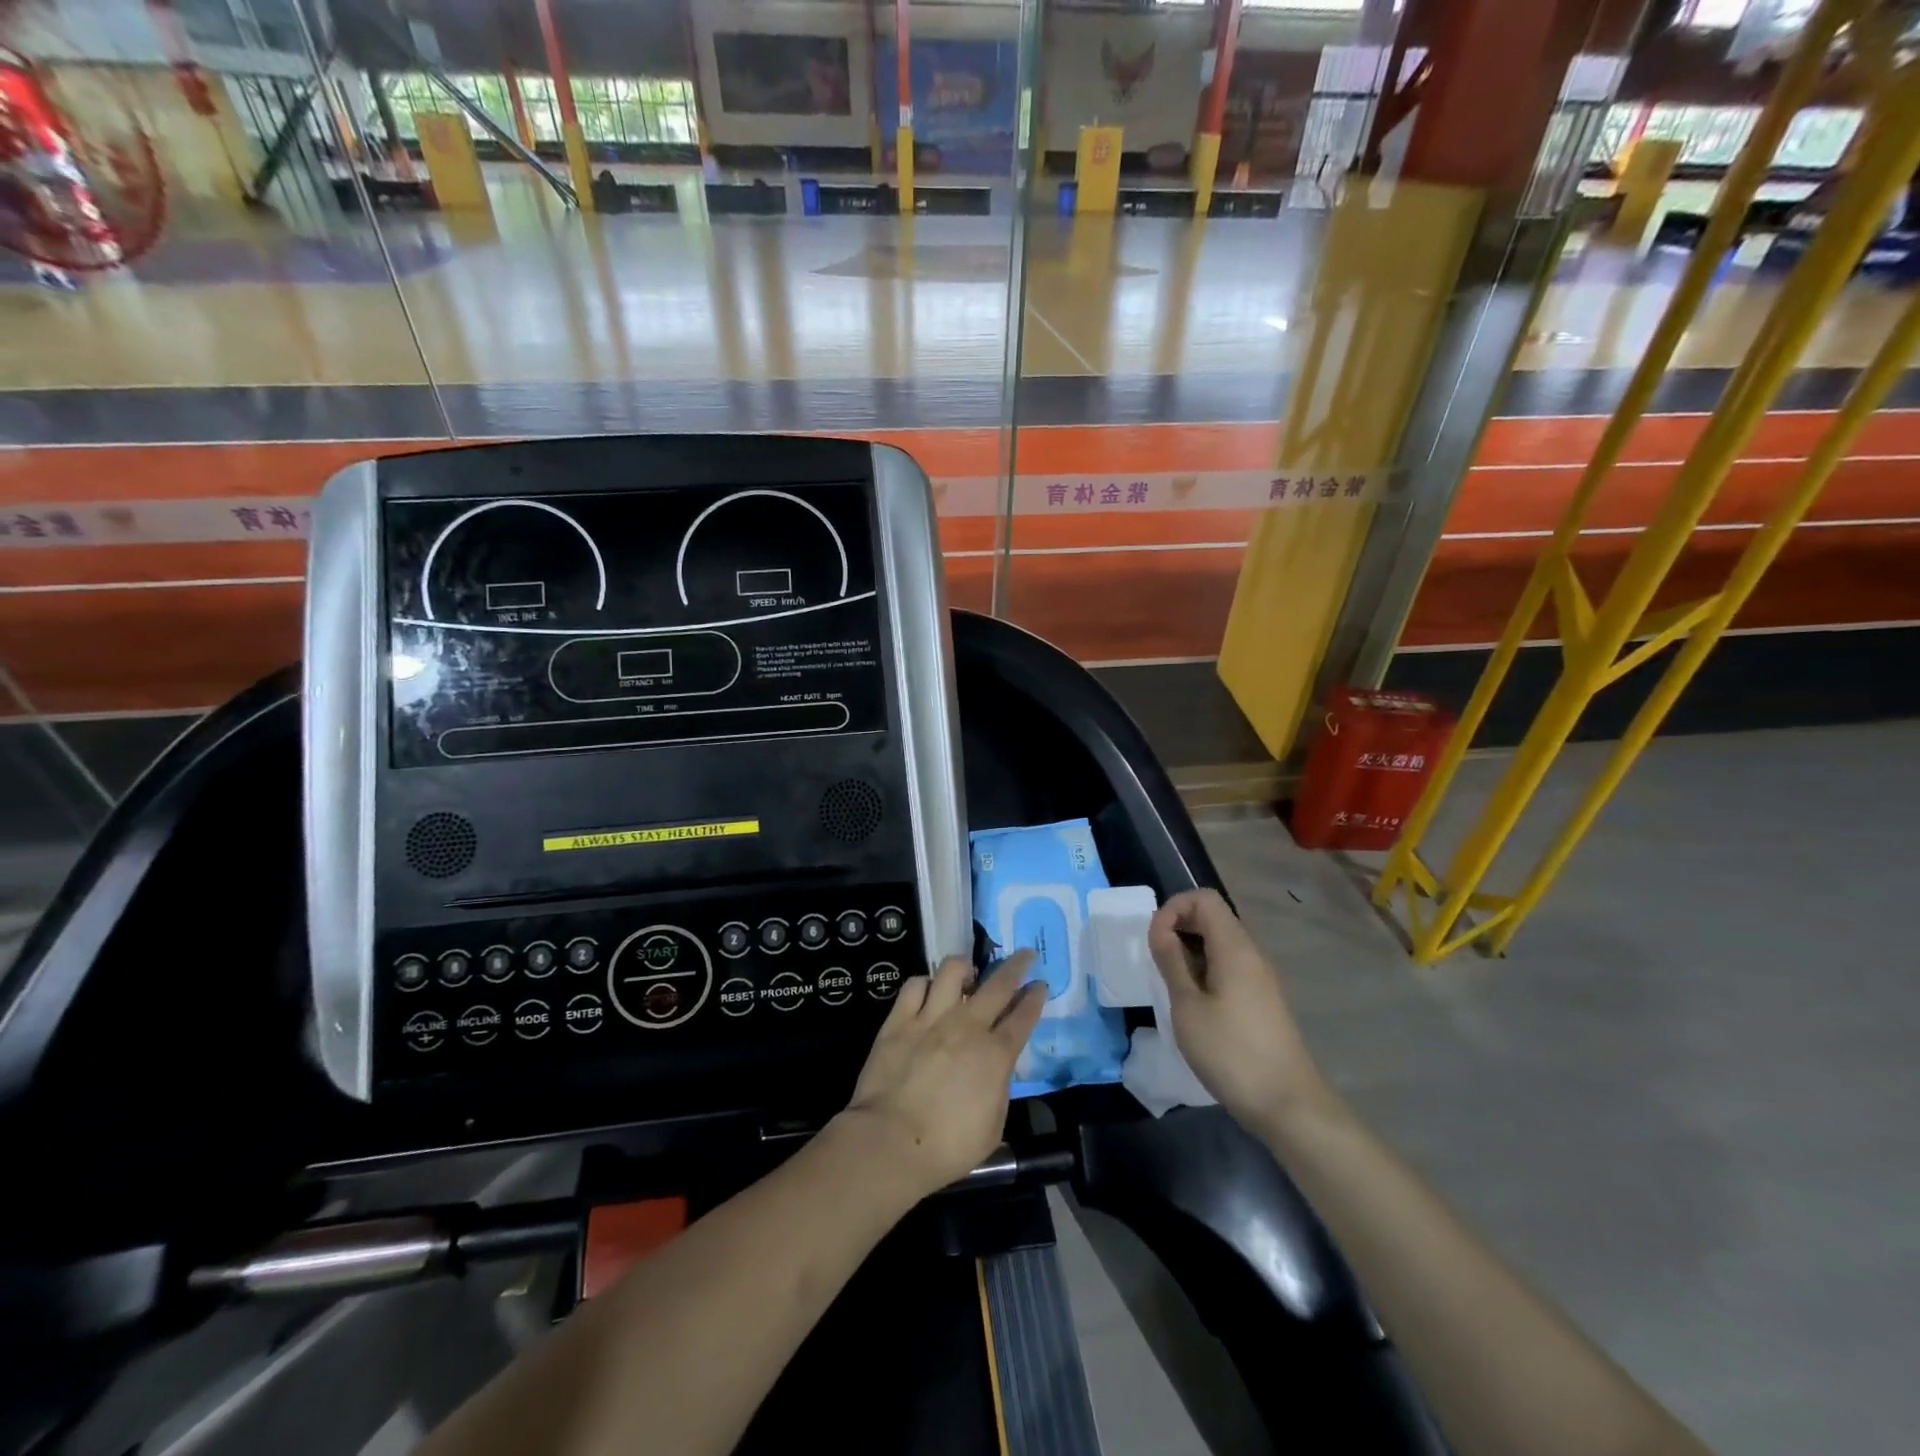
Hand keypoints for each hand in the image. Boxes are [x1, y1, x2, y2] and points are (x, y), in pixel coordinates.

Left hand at [840, 952, 1044, 1198]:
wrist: (891, 1142)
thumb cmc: (947, 1146)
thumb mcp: (993, 1126)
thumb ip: (999, 1088)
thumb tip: (997, 1068)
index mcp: (995, 1055)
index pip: (1023, 1016)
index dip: (1035, 998)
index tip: (1040, 985)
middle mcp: (967, 1026)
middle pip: (998, 984)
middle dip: (1016, 965)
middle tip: (1024, 955)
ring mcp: (931, 1018)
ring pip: (952, 970)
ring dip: (965, 967)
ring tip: (968, 974)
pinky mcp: (899, 1019)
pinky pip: (915, 985)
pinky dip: (925, 984)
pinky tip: (927, 991)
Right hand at [1147, 890, 1329, 1130]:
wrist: (1287, 1105)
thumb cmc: (1230, 1052)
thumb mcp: (1188, 1006)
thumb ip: (1171, 961)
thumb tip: (1160, 928)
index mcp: (1235, 947)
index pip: (1203, 898)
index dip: (1173, 908)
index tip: (1154, 940)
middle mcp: (1251, 953)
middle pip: (1213, 917)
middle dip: (1179, 928)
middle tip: (1156, 961)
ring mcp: (1260, 977)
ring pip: (1220, 944)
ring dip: (1190, 952)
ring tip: (1171, 984)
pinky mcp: (1262, 999)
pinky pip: (1229, 966)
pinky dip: (1205, 971)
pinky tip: (1193, 1003)